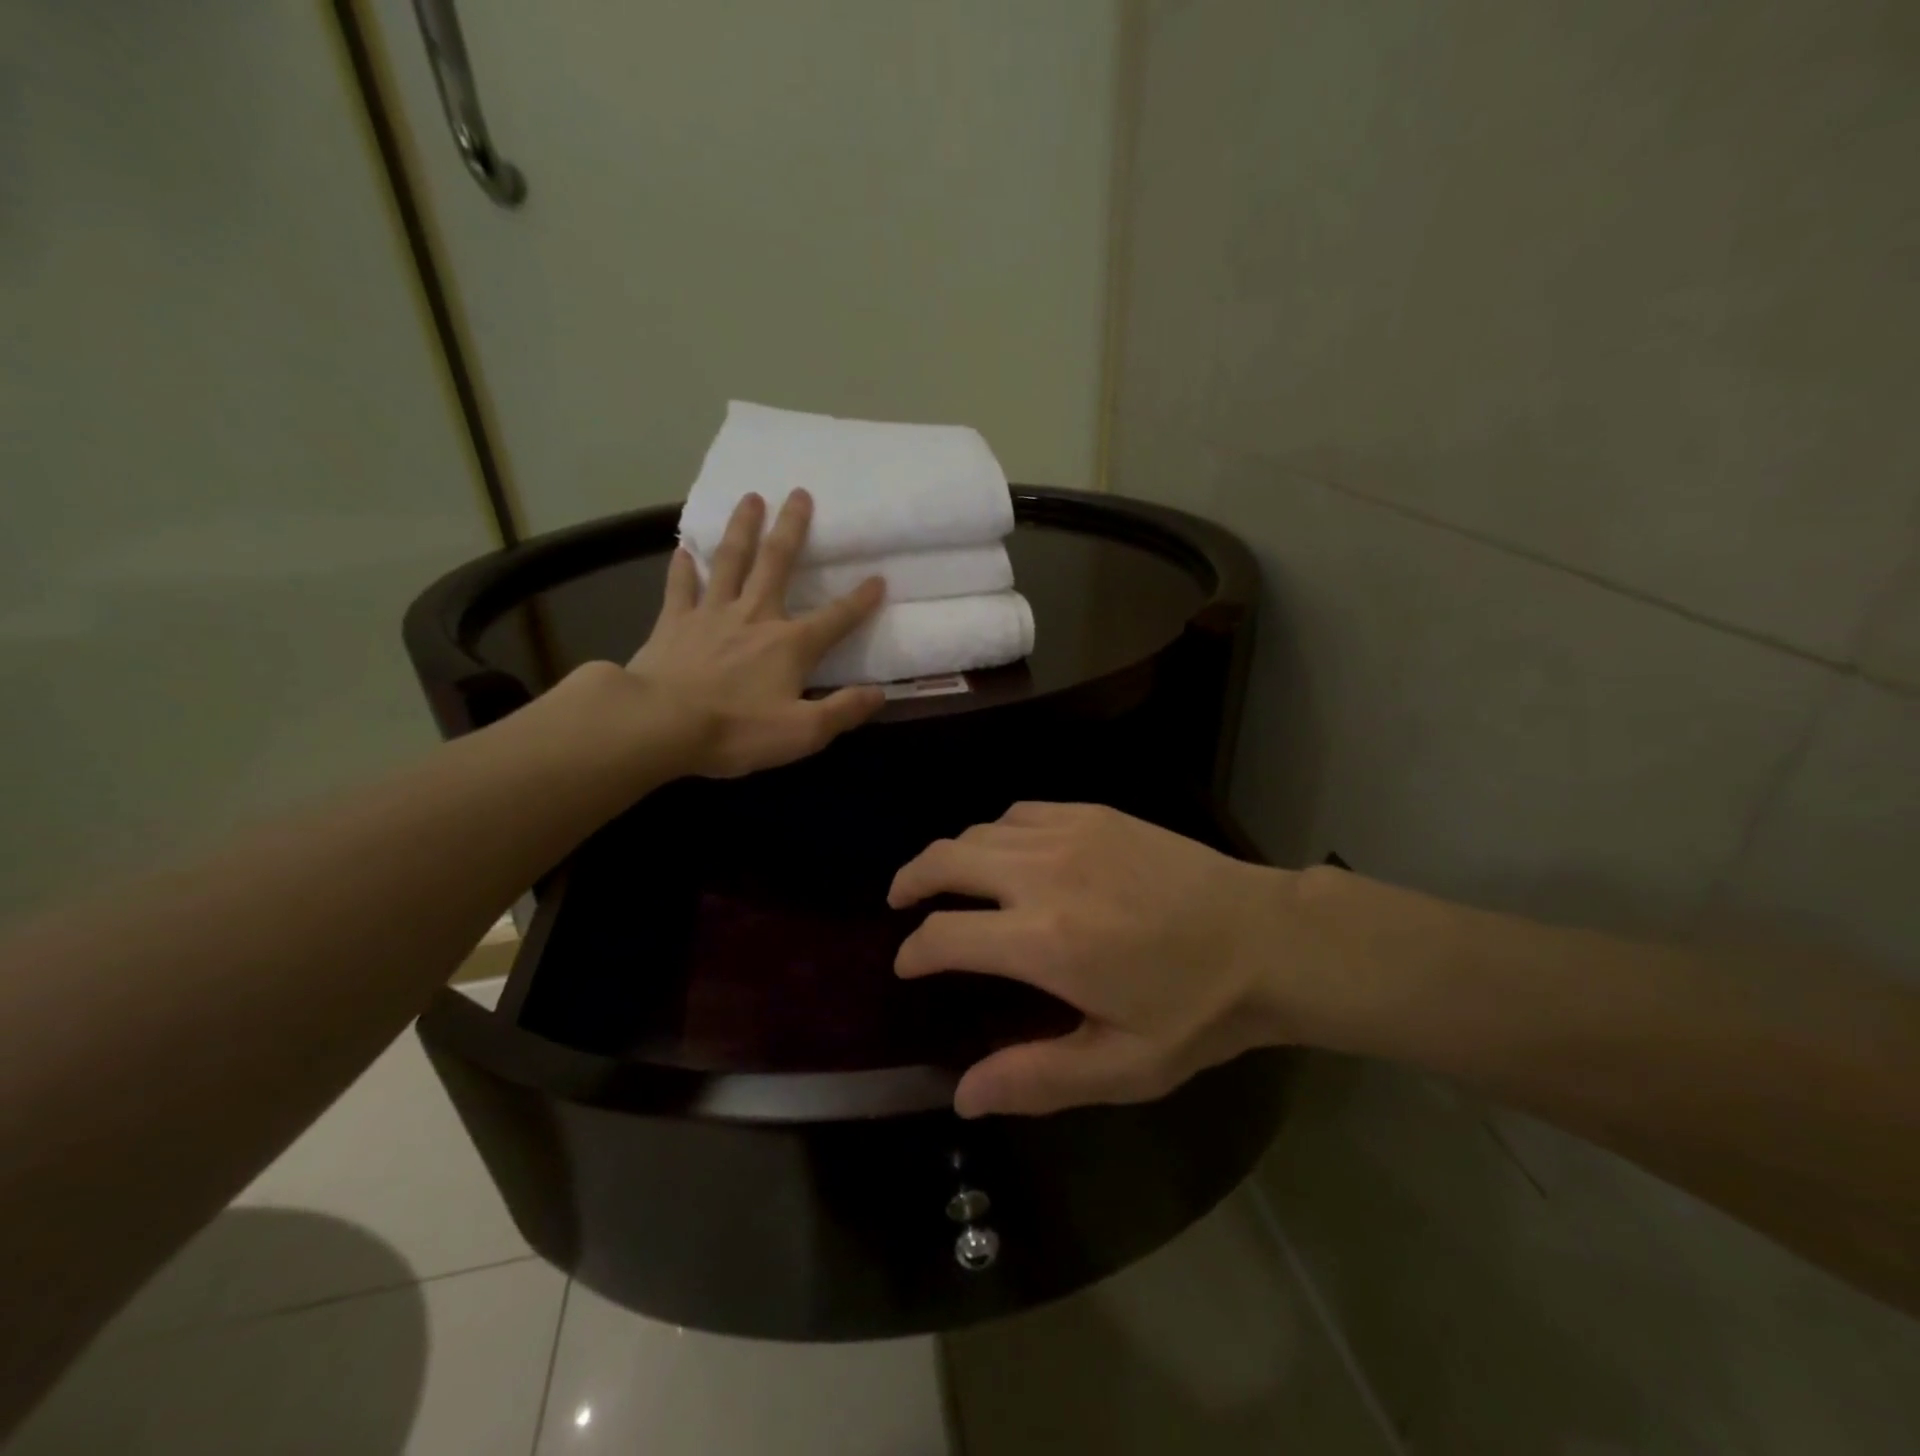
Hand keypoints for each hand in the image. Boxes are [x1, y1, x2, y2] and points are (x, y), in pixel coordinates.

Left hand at [625, 490, 885, 778]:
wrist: (660, 724)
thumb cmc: (736, 730)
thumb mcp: (803, 732)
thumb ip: (843, 710)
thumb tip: (879, 693)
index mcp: (790, 644)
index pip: (835, 618)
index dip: (860, 600)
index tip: (878, 578)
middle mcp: (754, 616)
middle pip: (777, 563)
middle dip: (792, 528)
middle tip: (799, 493)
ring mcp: (711, 614)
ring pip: (730, 561)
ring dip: (742, 528)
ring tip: (751, 498)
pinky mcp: (673, 622)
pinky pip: (680, 586)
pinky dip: (683, 567)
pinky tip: (684, 550)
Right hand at [889, 802, 1290, 1116]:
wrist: (1268, 939)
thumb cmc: (1197, 1010)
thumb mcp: (1123, 1066)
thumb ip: (1035, 1078)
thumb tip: (962, 1094)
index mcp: (1043, 941)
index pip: (943, 935)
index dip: (913, 952)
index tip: (908, 965)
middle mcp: (1042, 874)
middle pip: (945, 860)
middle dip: (910, 881)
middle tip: (901, 902)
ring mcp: (1069, 834)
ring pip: (978, 830)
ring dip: (952, 855)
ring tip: (948, 879)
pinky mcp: (1094, 814)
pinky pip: (1020, 812)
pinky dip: (996, 831)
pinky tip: (1007, 852)